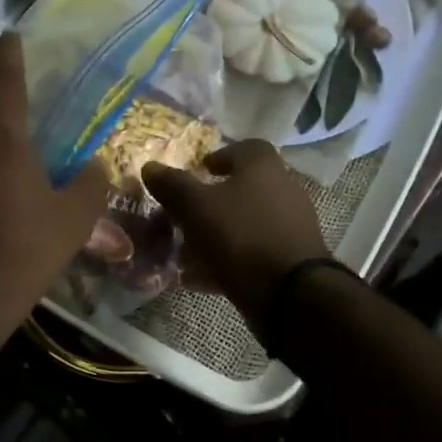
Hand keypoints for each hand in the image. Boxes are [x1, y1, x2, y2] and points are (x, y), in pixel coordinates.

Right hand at [142, 140, 328, 318]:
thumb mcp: (195, 207)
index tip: (200, 171)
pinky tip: (202, 279)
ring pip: (246, 222)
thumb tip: (150, 166)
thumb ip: (173, 185)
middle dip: (213, 201)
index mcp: (263, 167)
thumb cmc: (241, 236)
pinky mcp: (291, 259)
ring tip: (187, 252)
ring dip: (218, 233)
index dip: (221, 156)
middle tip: (185, 215)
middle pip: (244, 188)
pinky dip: (229, 259)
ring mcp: (291, 226)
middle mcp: (283, 190)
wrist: (290, 293)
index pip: (246, 148)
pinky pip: (253, 252)